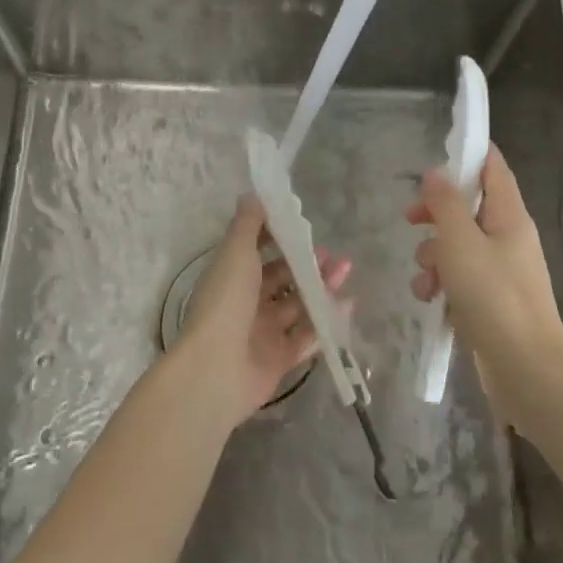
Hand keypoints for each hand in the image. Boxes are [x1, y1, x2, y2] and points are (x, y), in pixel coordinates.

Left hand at [178, 196, 352, 428]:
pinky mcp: (279, 360)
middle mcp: (246, 304)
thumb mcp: (235, 253)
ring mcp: (262, 334)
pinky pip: (306, 337)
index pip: (256, 253)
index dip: (279, 240)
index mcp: (231, 277)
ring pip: (297, 306)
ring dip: (321, 288)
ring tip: (345, 271)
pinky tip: (347, 305)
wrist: (216, 368)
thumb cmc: (226, 301)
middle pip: (281, 280)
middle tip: (333, 254)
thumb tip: (253, 194)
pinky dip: (326, 322)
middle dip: (307, 264)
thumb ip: (248, 224)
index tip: (303, 228)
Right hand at [406, 144, 562, 419]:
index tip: (438, 151)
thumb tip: (436, 173)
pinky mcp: (491, 300)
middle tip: (410, 219)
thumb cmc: (493, 296)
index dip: (469, 153)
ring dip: (433, 256)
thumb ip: (445, 204)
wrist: (525, 368)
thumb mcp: (460, 242)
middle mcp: (508, 238)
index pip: (493, 168)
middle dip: (435, 214)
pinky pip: (460, 278)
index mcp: (509, 216)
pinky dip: (442, 284)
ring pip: (457, 246)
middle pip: (468, 208)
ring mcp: (501, 271)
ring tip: (426, 279)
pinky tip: (431, 301)